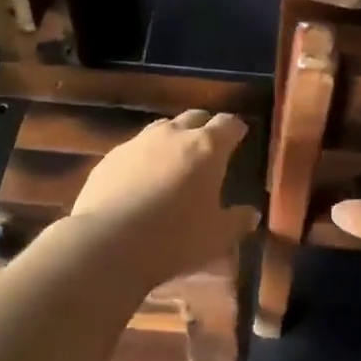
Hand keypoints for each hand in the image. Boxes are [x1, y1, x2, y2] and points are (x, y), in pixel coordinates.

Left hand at [71, 111, 256, 284]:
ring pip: (163, 128)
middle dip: (205, 127)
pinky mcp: (111, 156)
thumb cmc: (175, 238)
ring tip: (175, 160)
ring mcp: (139, 142)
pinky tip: (140, 179)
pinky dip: (144, 157)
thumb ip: (237, 221)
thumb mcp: (216, 237)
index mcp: (207, 147)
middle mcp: (174, 134)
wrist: (108, 243)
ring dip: (173, 138)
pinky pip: (135, 148)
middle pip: (195, 117)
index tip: (240, 135)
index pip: (228, 123)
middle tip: (209, 147)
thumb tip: (251, 214)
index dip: (236, 128)